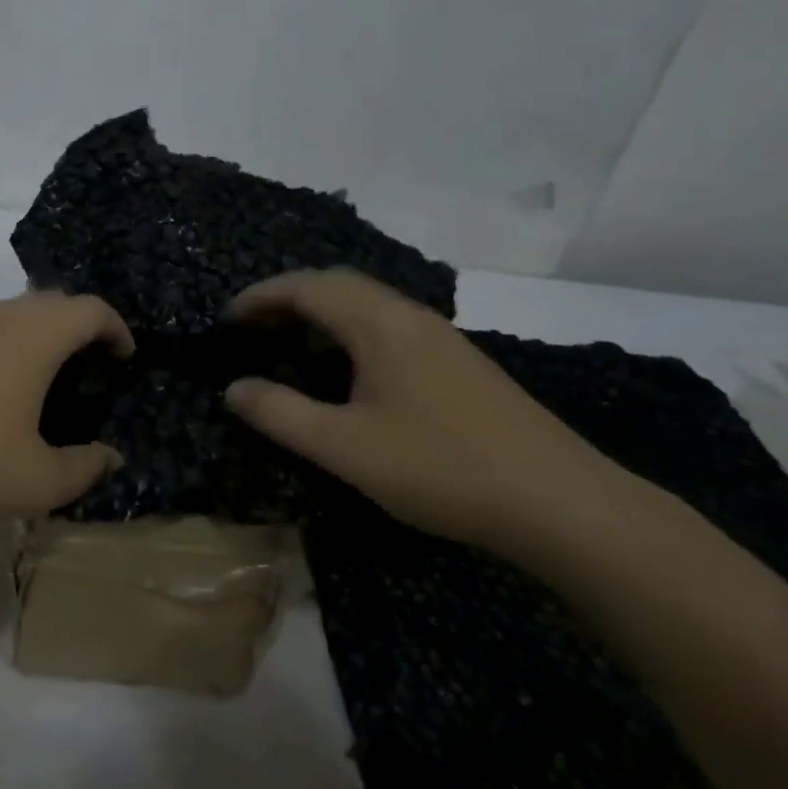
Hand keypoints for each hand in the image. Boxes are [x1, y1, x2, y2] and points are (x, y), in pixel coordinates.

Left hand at [0, 291, 133, 540]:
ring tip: (33, 368)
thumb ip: (84, 468)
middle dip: (76, 327)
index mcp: (35, 336)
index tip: (125, 356)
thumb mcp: (35, 481)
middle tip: (86, 364)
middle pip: (49, 304)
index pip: (91, 310)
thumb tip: (111, 458)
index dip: (116, 328)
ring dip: (28, 331)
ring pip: (3, 311)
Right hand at [222, 269, 633, 549]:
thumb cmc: (441, 468)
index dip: (261, 297)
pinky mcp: (460, 364)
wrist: (560, 503)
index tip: (227, 319)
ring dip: (323, 316)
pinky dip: (352, 334)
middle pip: (338, 285)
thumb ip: (281, 414)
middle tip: (254, 329)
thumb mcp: (345, 447)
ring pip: (368, 306)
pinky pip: (390, 328)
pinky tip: (350, 375)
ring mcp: (441, 339)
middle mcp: (410, 317)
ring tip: (292, 348)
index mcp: (380, 325)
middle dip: (289, 299)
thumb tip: (234, 389)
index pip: (307, 287)